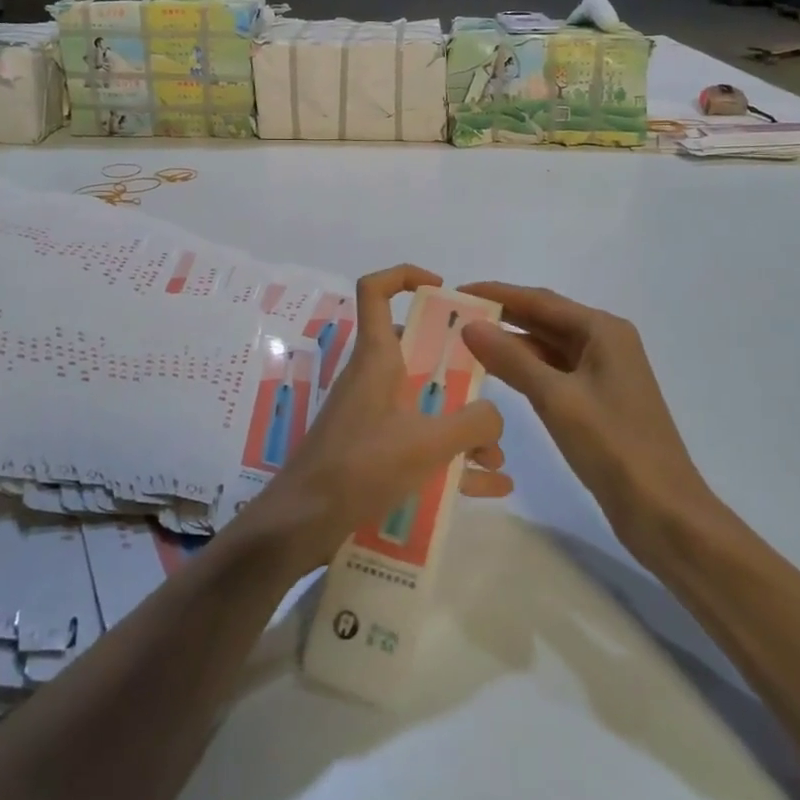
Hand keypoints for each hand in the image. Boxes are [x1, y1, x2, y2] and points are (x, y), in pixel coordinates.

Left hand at [235, 265, 510, 574]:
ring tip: (496, 457)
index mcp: (377, 358)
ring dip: (461, 424)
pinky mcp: (371, 452)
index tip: (443, 288)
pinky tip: (491, 485)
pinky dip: (451, 459)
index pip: (376, 291)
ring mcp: (371, 416)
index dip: (405, 276)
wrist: (302, 523)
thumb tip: (494, 416)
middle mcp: (373, 379)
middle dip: (457, 369)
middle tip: (488, 389)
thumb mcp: (428, 443)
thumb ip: (473, 423)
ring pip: (423, 404)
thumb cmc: (361, 467)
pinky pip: (419, 445)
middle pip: (416, 352)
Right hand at [458, 283, 712, 562]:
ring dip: (510, 344)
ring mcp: (603, 373)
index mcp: (603, 331)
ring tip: (465, 343)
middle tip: (454, 316)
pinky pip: (553, 372)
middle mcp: (605, 343)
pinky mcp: (597, 401)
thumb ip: (511, 359)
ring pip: (547, 347)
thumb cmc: (613, 446)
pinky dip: (525, 370)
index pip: (539, 300)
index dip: (496, 294)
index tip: (456, 291)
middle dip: (501, 316)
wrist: (664, 511)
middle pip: (544, 319)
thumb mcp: (556, 398)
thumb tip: (470, 325)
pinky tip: (495, 374)